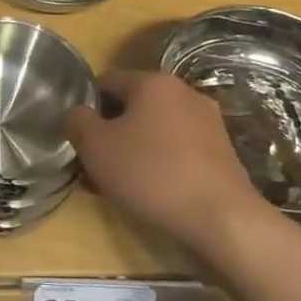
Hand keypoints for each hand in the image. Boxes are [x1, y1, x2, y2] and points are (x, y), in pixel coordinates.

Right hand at [66, 71, 269, 249]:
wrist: (221, 218)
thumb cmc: (150, 172)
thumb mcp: (95, 146)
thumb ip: (77, 121)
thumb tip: (79, 114)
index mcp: (153, 82)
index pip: (107, 81)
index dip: (87, 106)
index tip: (79, 137)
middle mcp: (184, 93)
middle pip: (133, 107)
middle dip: (111, 132)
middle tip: (94, 163)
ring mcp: (208, 123)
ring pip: (155, 131)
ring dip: (133, 150)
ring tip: (117, 184)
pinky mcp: (222, 153)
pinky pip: (177, 151)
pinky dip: (159, 165)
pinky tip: (148, 192)